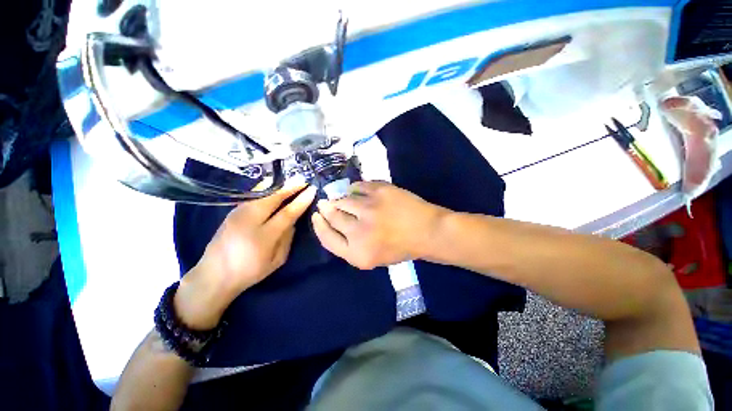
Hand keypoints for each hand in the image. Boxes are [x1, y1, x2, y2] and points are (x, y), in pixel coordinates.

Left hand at [175, 184, 316, 328]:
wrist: (214, 275)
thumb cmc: (250, 271)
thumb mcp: (277, 260)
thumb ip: (287, 238)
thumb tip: (293, 221)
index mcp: (263, 236)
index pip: (287, 213)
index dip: (301, 201)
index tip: (312, 190)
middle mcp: (249, 220)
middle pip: (274, 198)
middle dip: (291, 188)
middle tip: (304, 181)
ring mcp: (238, 214)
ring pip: (263, 195)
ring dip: (280, 188)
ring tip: (292, 182)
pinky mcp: (232, 212)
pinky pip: (254, 197)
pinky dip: (268, 191)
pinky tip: (275, 188)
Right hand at [312, 181, 445, 269]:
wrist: (427, 231)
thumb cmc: (400, 247)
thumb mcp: (372, 258)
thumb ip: (349, 245)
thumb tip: (332, 222)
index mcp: (357, 254)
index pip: (327, 237)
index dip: (319, 225)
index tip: (316, 216)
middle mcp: (359, 231)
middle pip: (332, 216)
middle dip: (326, 209)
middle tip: (324, 204)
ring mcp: (369, 209)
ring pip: (343, 200)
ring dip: (339, 199)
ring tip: (342, 199)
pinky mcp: (379, 191)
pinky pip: (358, 186)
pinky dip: (354, 189)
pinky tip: (356, 191)